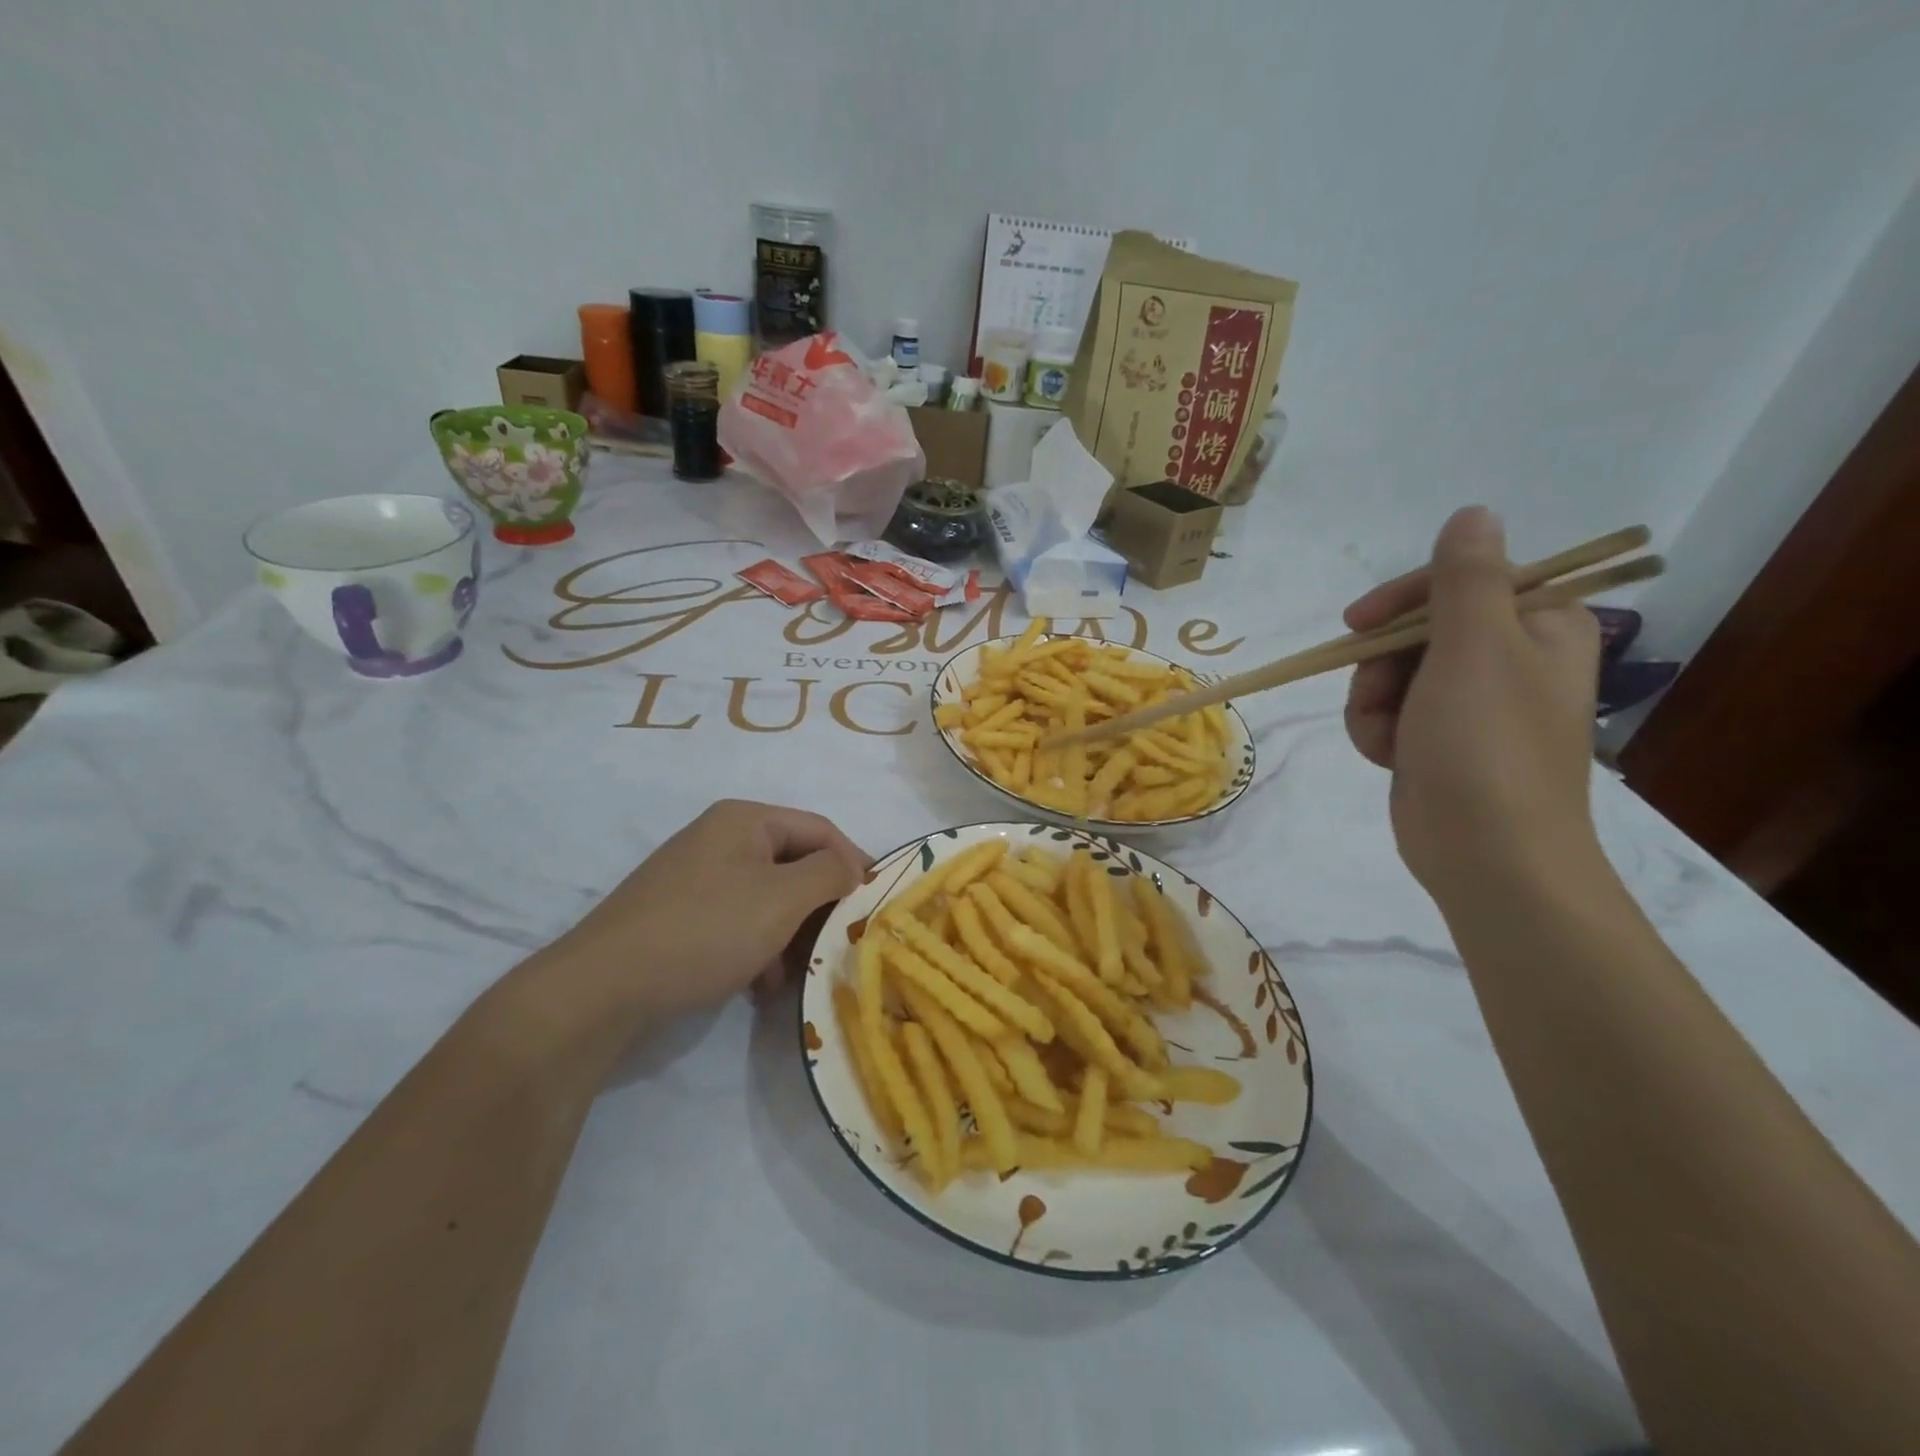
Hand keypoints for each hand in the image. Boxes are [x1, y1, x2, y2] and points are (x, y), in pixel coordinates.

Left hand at [554, 800, 868, 1026]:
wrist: (602, 988)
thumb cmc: (705, 931)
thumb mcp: (782, 899)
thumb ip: (829, 873)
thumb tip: (850, 866)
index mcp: (745, 820)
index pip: (820, 829)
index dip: (854, 862)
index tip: (876, 903)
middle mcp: (720, 839)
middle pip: (794, 864)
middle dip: (820, 906)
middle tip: (841, 942)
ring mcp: (696, 878)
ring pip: (768, 898)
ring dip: (791, 933)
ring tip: (798, 973)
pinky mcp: (679, 915)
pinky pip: (738, 920)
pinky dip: (759, 947)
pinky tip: (761, 984)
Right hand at [1343, 506, 1602, 906]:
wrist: (1487, 855)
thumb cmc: (1485, 746)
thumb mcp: (1473, 649)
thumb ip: (1467, 578)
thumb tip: (1475, 512)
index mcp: (1541, 626)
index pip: (1462, 581)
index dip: (1404, 599)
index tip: (1358, 623)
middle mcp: (1511, 659)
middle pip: (1417, 630)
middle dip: (1383, 666)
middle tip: (1381, 694)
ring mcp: (1473, 704)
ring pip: (1392, 674)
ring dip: (1373, 703)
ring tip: (1389, 739)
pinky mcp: (1440, 740)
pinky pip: (1389, 712)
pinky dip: (1377, 731)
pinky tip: (1389, 757)